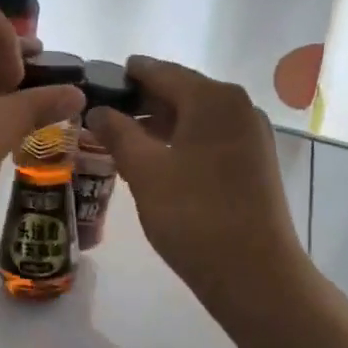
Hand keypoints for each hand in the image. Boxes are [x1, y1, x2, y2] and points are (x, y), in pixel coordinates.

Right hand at [84, 57, 306, 307]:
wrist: (255, 275)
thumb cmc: (195, 215)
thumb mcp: (145, 171)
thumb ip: (118, 133)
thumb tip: (98, 110)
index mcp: (213, 98)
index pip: (159, 71)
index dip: (124, 76)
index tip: (93, 84)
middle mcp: (238, 106)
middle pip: (180, 91)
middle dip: (140, 102)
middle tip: (101, 116)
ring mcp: (251, 135)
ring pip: (195, 116)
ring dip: (159, 124)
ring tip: (121, 139)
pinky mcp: (255, 162)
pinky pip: (210, 137)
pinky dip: (181, 141)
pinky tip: (156, 160)